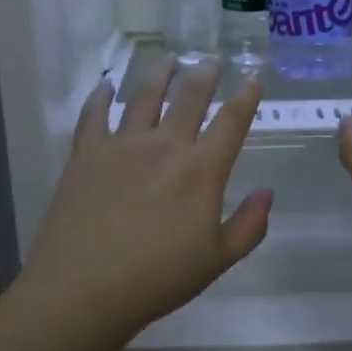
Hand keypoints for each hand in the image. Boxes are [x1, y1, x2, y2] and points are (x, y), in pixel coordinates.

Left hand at [21, 61, 270, 339]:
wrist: (83, 289)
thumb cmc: (158, 279)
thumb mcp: (217, 260)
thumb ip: (249, 225)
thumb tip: (268, 193)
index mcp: (201, 170)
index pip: (231, 122)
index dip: (246, 97)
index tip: (254, 76)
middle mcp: (164, 146)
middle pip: (189, 98)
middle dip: (205, 76)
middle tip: (212, 61)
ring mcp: (121, 145)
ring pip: (144, 98)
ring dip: (160, 76)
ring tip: (168, 61)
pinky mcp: (86, 154)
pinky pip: (94, 115)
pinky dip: (101, 97)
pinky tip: (106, 86)